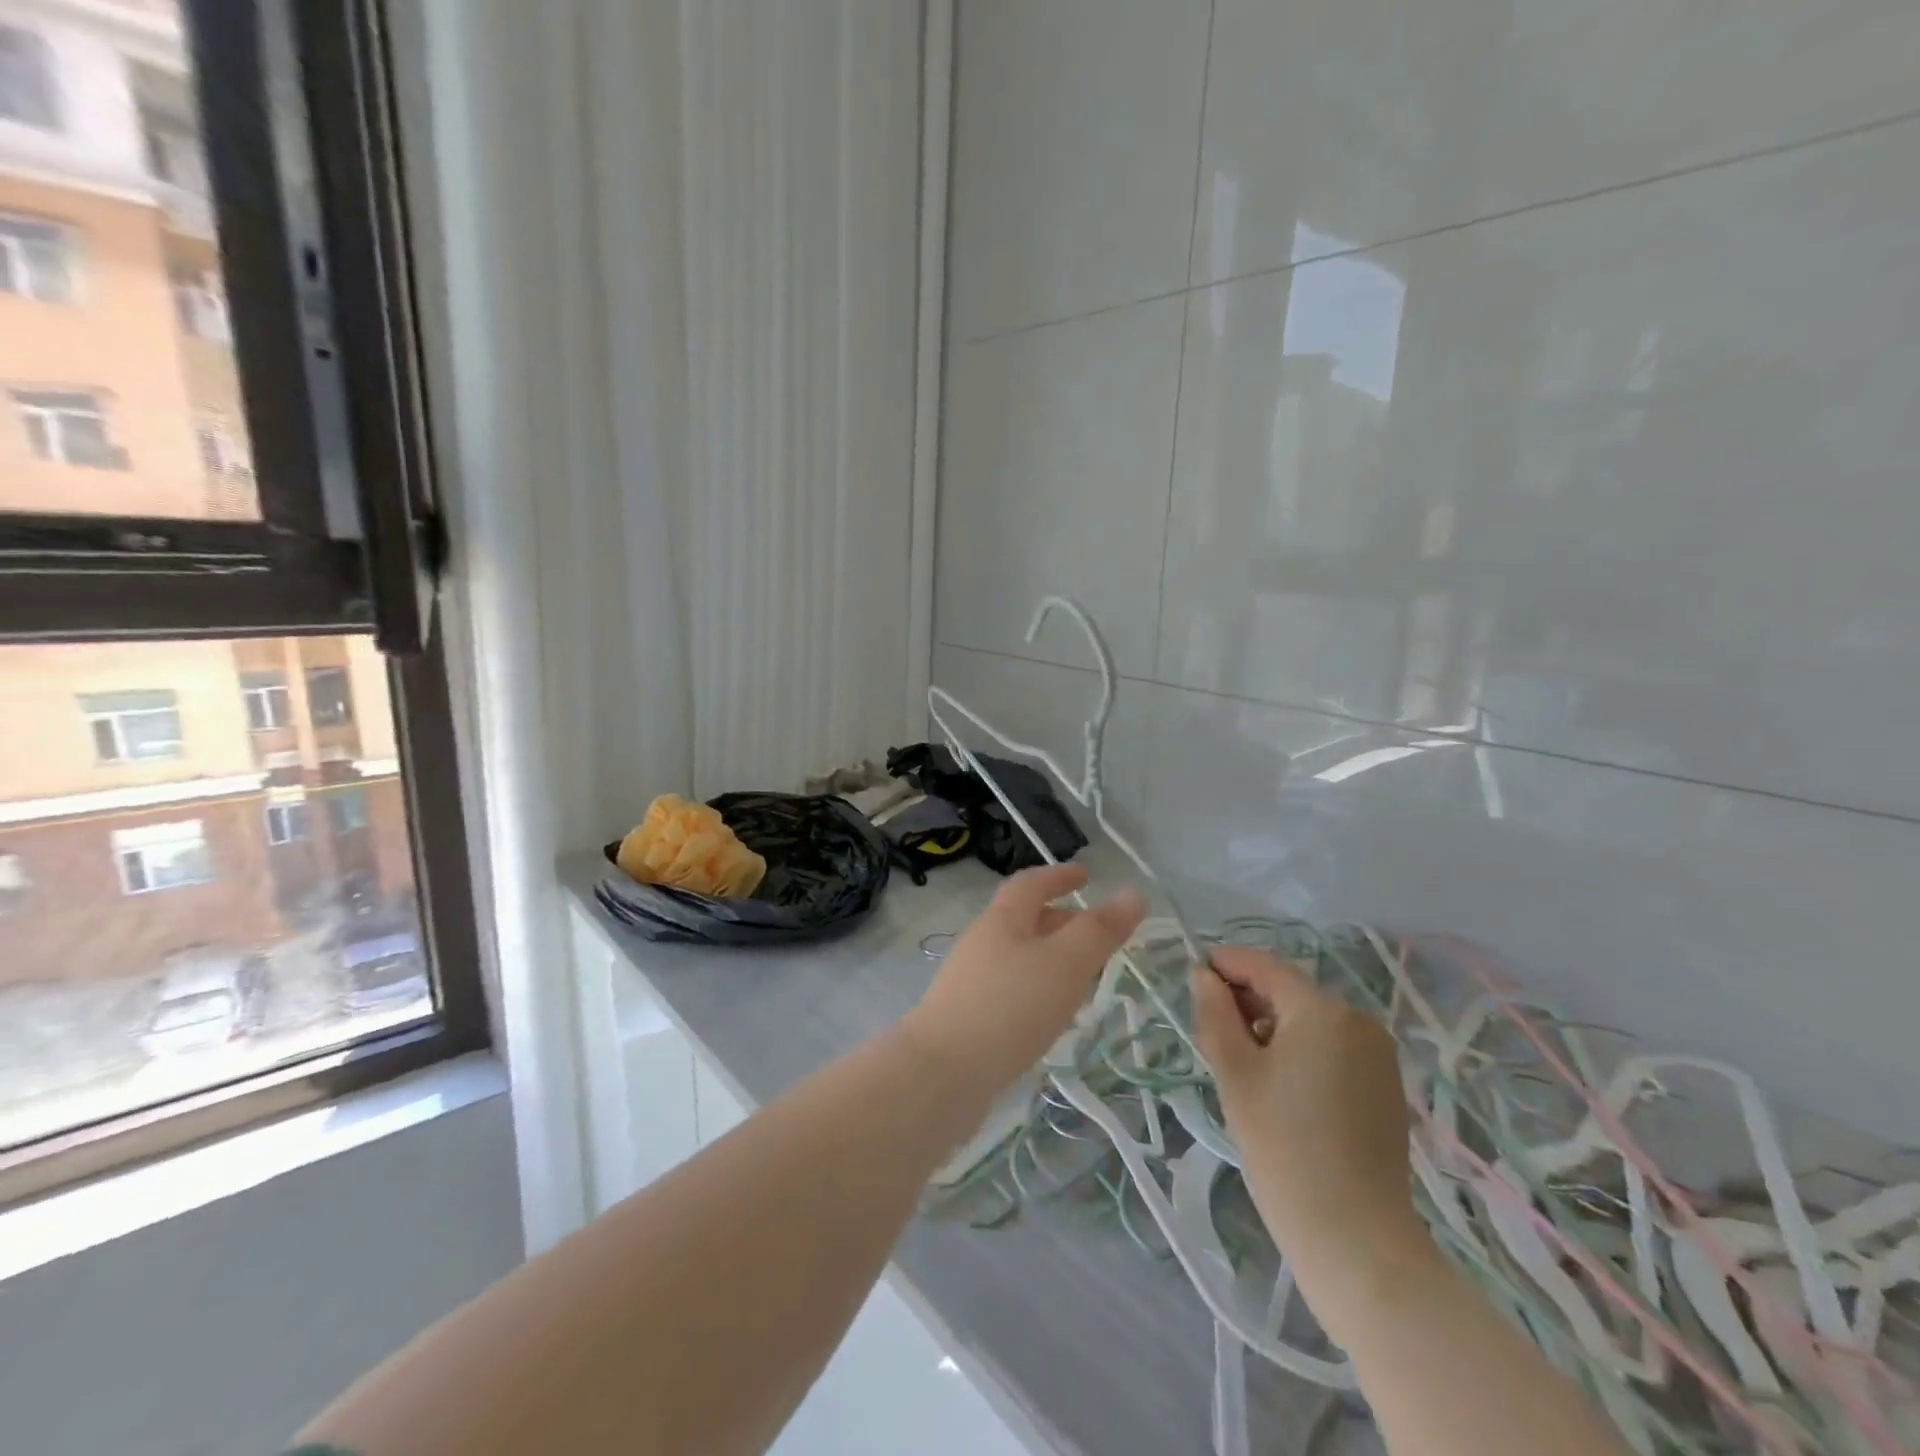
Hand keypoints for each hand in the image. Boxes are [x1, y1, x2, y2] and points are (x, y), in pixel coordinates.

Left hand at [901, 863, 1145, 1100]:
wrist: (942, 1074)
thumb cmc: (1010, 1007)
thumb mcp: (1065, 964)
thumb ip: (1099, 931)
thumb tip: (1133, 893)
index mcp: (1002, 920)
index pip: (1031, 883)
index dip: (1060, 876)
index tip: (1087, 875)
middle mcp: (982, 942)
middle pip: (1023, 920)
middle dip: (1061, 921)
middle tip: (1097, 937)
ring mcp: (970, 981)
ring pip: (1019, 957)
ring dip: (1051, 960)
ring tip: (1083, 981)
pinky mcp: (967, 1017)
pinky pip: (1010, 990)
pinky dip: (1037, 990)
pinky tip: (1051, 1019)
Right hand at [1191, 946, 1423, 1270]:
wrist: (1355, 1239)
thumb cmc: (1283, 1147)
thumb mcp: (1234, 1073)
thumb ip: (1214, 1012)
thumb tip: (1202, 974)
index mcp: (1322, 1009)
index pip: (1263, 965)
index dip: (1224, 964)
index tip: (1191, 976)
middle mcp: (1358, 1019)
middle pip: (1288, 990)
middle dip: (1246, 1000)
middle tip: (1210, 1033)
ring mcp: (1378, 1053)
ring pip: (1309, 1019)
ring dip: (1271, 1026)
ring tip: (1240, 1065)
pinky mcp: (1385, 1084)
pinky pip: (1332, 1046)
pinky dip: (1299, 1049)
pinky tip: (1279, 1087)